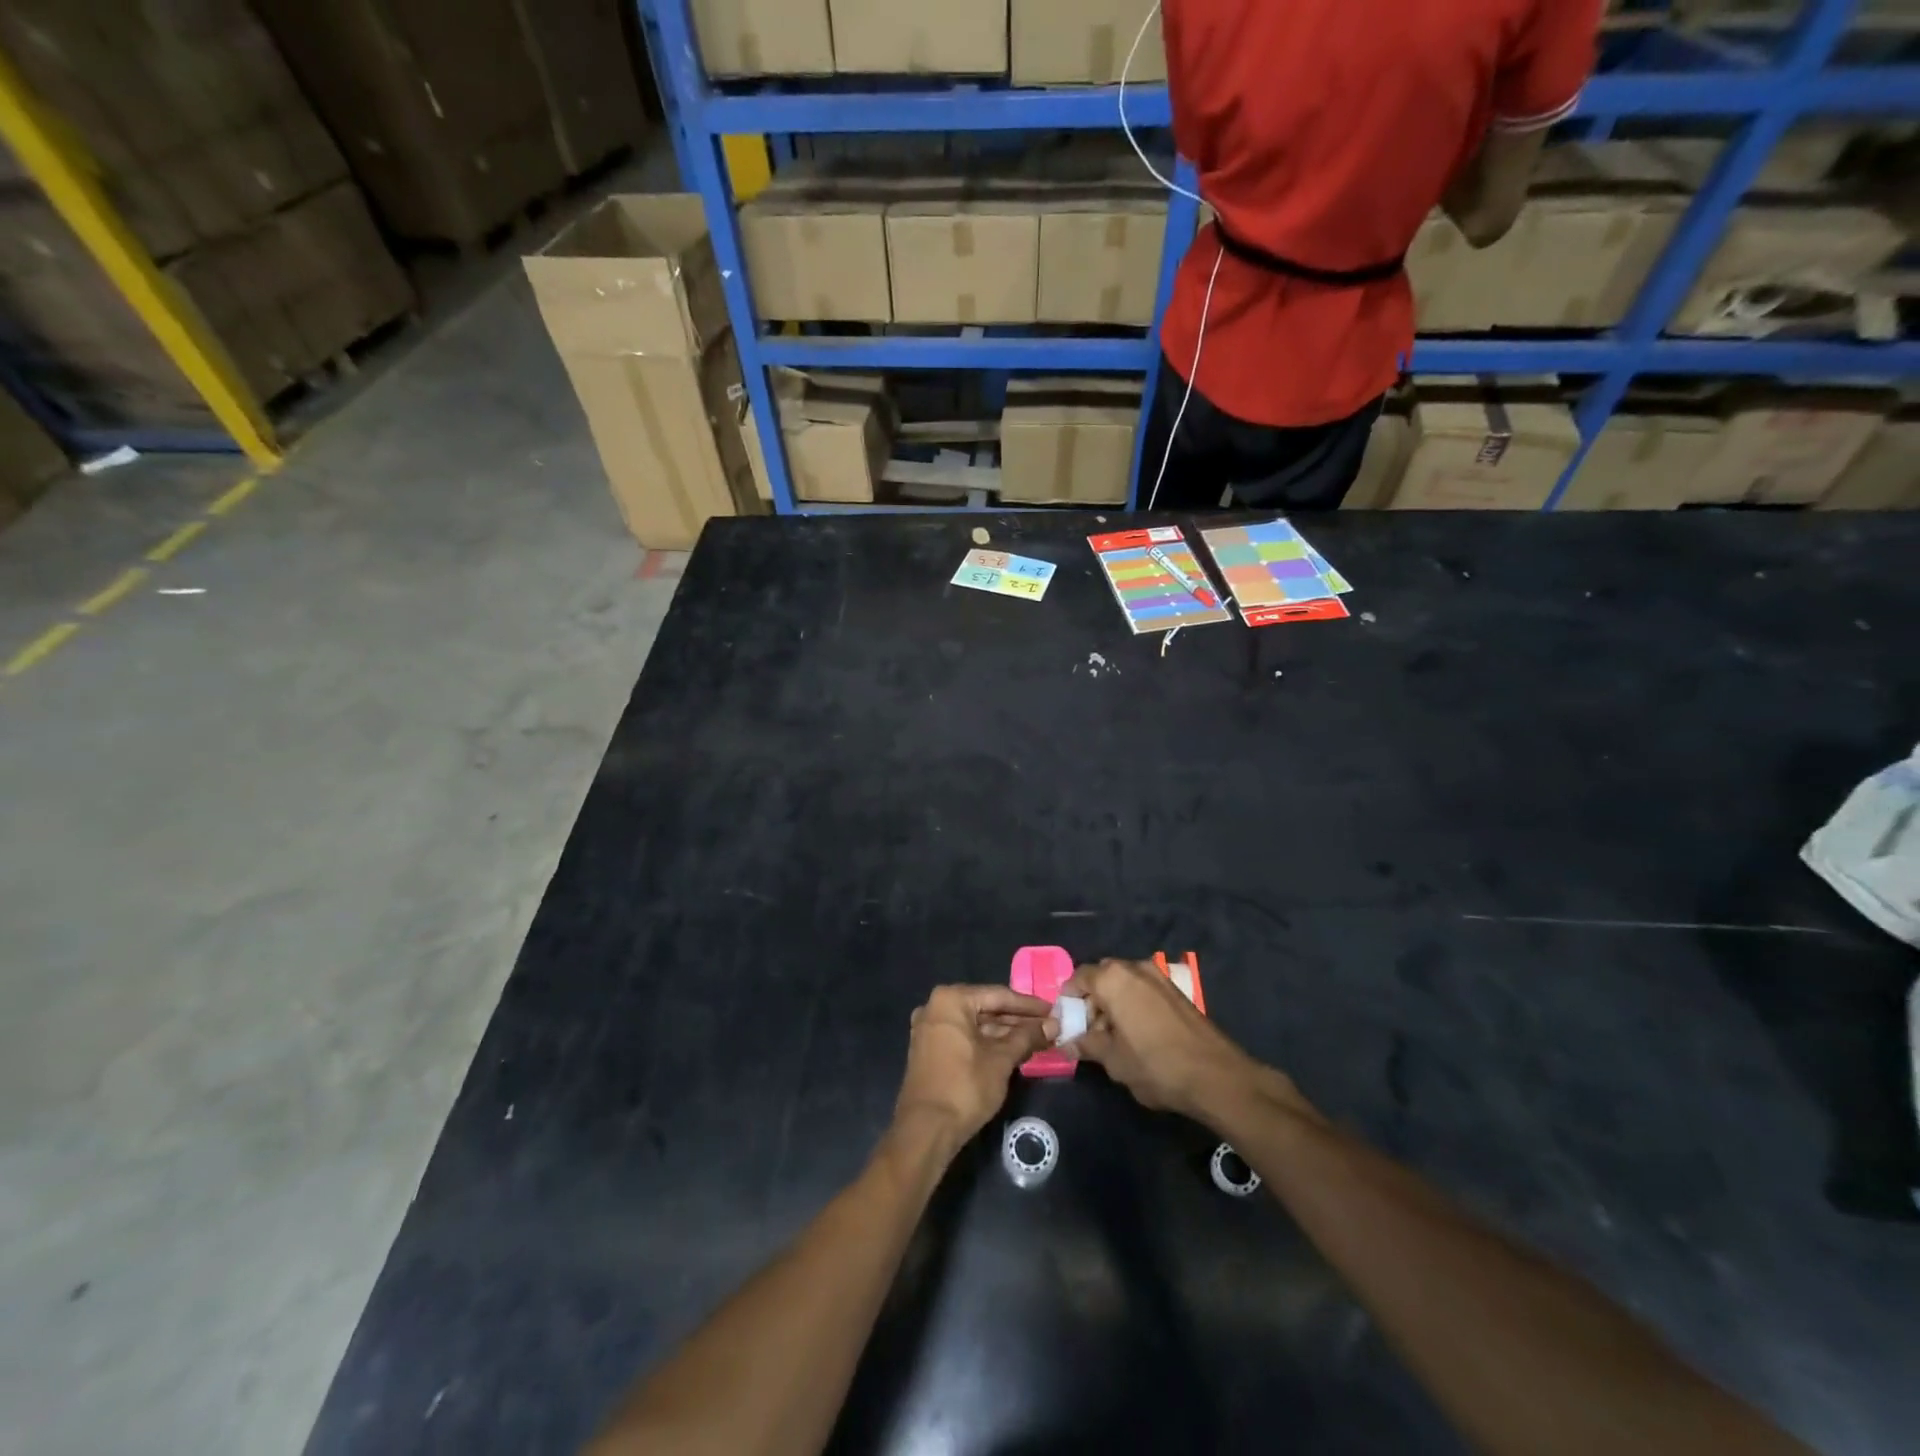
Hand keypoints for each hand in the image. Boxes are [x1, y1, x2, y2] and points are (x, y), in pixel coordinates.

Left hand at [894, 985, 1056, 1145]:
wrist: (925, 1130)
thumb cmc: (965, 1087)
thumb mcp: (1001, 1060)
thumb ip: (1027, 1037)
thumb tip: (1052, 1025)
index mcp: (951, 1000)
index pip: (998, 995)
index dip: (1029, 1005)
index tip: (1053, 1010)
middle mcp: (935, 1007)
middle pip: (986, 1008)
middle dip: (1018, 1020)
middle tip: (1048, 1027)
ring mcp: (930, 1029)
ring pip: (975, 1025)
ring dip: (1004, 1033)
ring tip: (1036, 1040)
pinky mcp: (929, 1049)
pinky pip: (964, 1037)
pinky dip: (987, 1043)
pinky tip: (1012, 1051)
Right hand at [1065, 958, 1286, 1124]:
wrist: (1216, 1076)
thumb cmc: (1155, 1065)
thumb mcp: (1113, 1060)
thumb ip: (1087, 1045)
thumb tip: (1065, 1043)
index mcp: (1113, 979)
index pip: (1078, 977)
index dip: (1068, 1000)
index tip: (1065, 1023)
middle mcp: (1134, 968)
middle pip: (1101, 977)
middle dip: (1091, 1001)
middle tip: (1088, 1032)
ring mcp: (1158, 977)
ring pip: (1123, 983)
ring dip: (1112, 1004)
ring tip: (1112, 1038)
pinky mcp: (1176, 991)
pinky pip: (1142, 990)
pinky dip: (1132, 1005)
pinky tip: (1135, 1035)